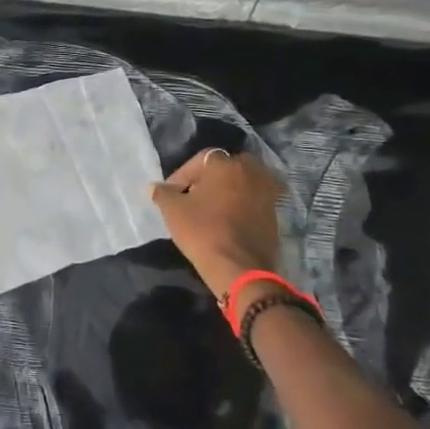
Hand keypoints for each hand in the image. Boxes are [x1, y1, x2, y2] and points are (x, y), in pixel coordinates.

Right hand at [149, 148, 283, 299]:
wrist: (240, 268)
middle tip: (194, 196)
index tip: (172, 193)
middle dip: (209, 178)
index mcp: (225, 164)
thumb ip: (162, 193)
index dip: (182, 175)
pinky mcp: (275, 214)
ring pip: (242, 183)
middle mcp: (251, 171)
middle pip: (226, 168)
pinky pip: (253, 201)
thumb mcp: (173, 210)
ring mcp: (267, 192)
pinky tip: (227, 221)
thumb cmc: (203, 231)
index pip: (200, 159)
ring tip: (210, 209)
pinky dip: (241, 206)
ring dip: (227, 191)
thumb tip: (154, 187)